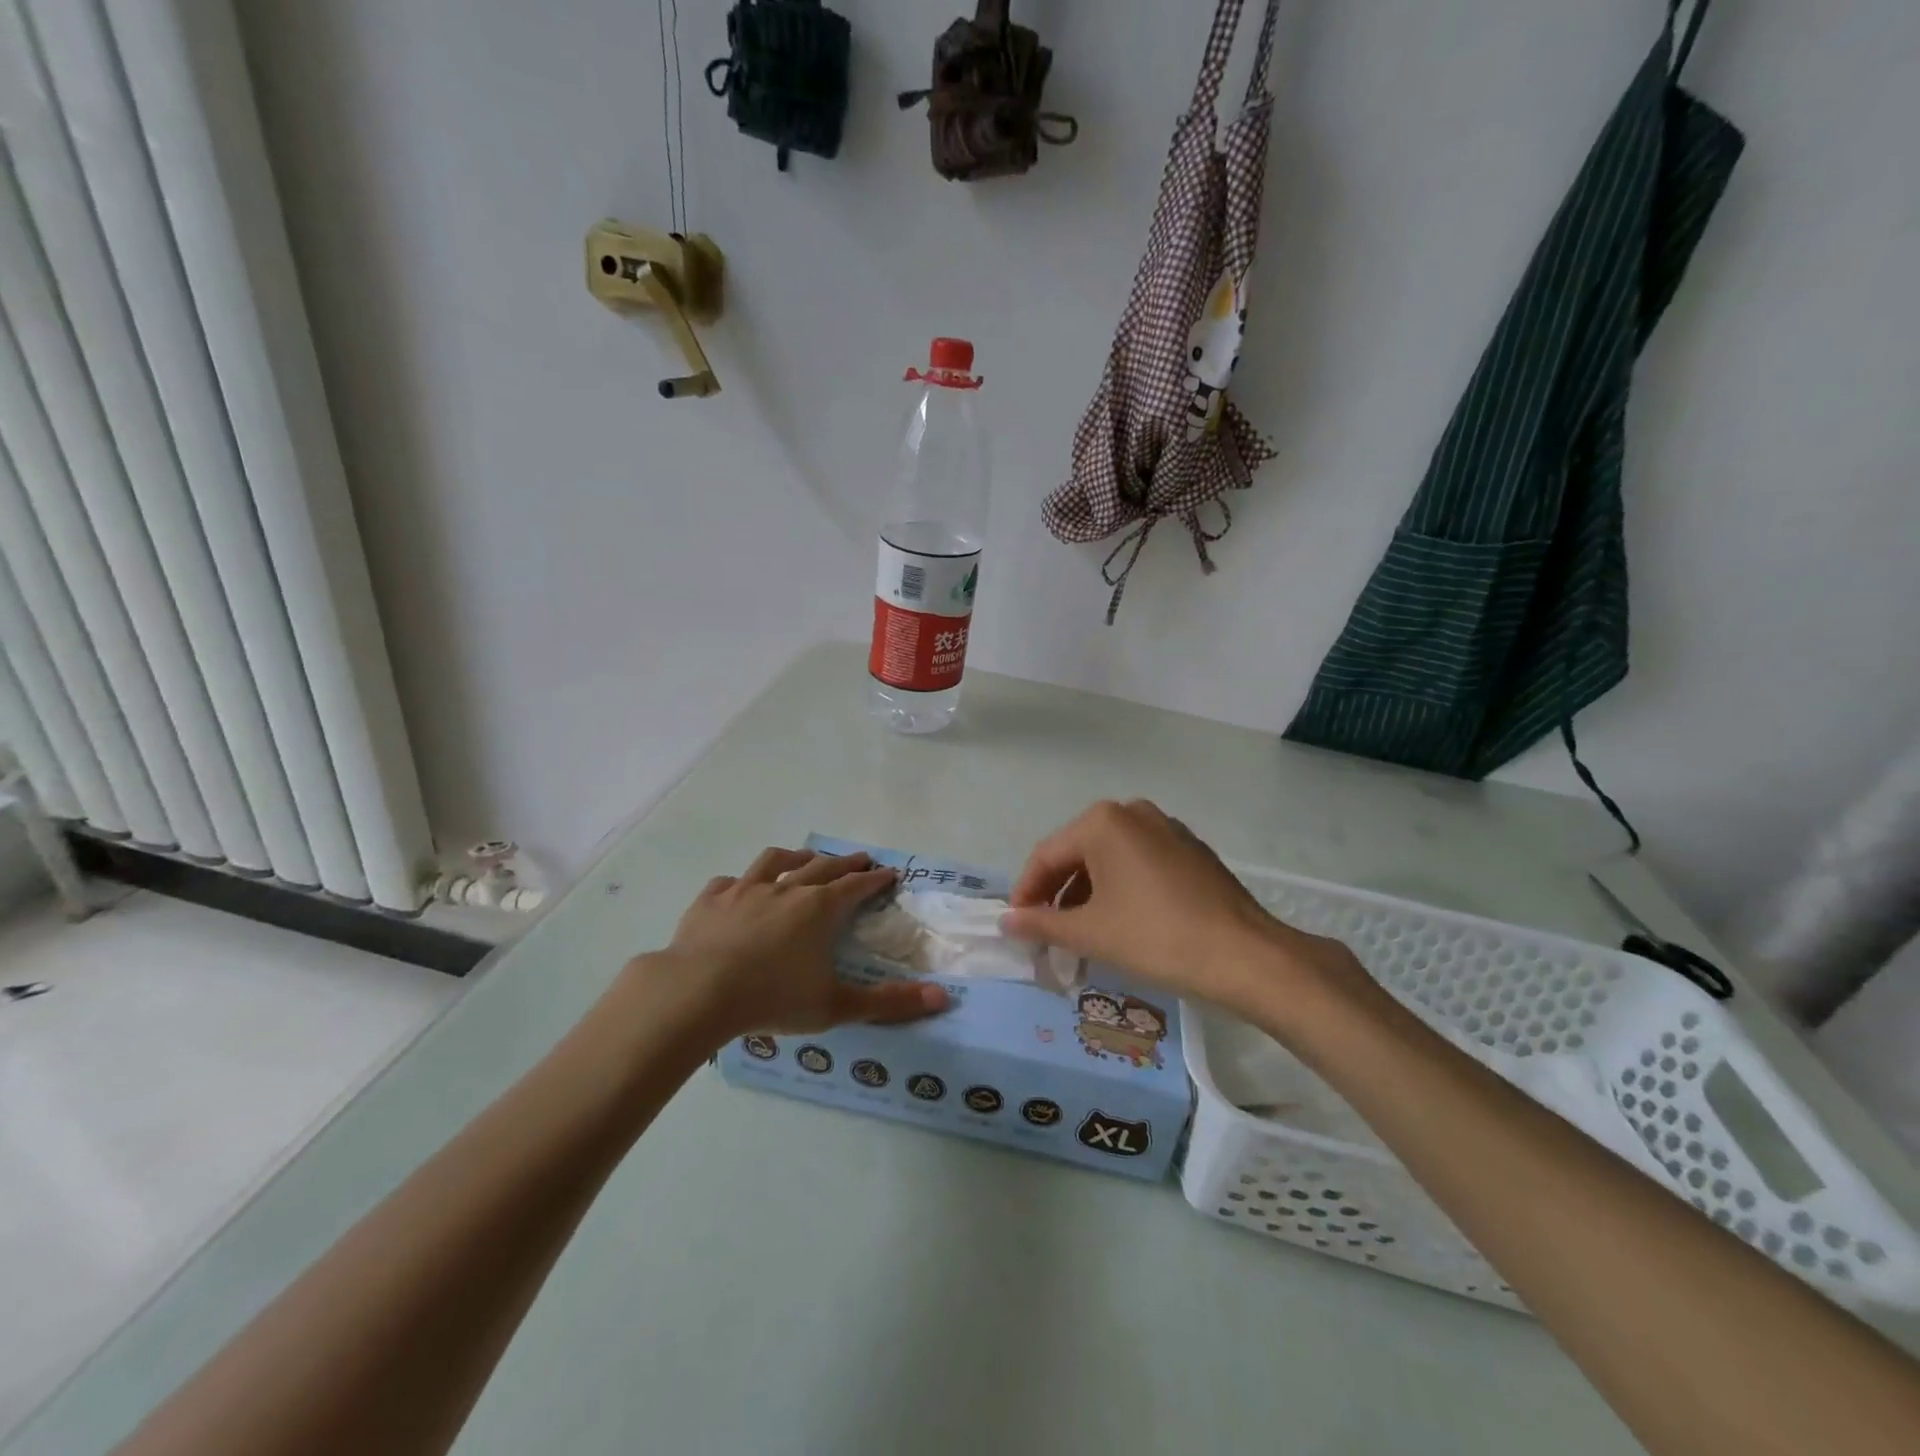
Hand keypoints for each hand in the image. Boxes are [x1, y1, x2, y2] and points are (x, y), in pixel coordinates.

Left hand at [639, 847, 948, 1042]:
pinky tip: (740, 887)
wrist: (698, 991)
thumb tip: (943, 998)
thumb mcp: (836, 1006)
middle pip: (822, 867)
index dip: (874, 879)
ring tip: (807, 857)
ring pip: (776, 861)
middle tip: (860, 858)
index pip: (856, 886)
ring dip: (797, 857)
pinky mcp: (711, 899)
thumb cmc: (773, 998)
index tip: (889, 872)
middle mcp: (787, 889)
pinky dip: (742, 881)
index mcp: (819, 909)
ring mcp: (746, 890)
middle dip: (845, 862)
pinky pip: (730, 881)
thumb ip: (890, 1003)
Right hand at [1000, 800, 1370, 1021]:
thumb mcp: (1091, 932)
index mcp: (1102, 821)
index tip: (1017, 926)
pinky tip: (1122, 922)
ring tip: (1082, 934)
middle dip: (1058, 894)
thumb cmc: (1157, 937)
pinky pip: (1139, 863)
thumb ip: (1042, 923)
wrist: (1246, 956)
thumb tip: (1006, 921)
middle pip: (1077, 854)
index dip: (1026, 893)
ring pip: (1109, 859)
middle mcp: (1132, 812)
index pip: (1046, 856)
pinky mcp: (1190, 849)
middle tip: (1047, 934)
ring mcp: (1166, 827)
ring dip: (1088, 894)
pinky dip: (1120, 888)